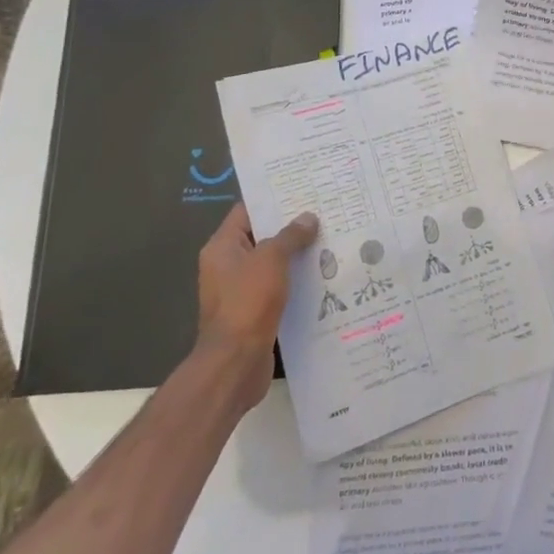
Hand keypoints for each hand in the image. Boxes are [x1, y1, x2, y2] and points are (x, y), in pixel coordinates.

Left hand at [195, 202, 318, 408]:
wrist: (235, 363)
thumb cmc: (247, 302)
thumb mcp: (270, 260)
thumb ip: (289, 236)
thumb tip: (307, 218)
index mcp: (222, 248)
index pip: (247, 212)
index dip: (273, 200)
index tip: (302, 190)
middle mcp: (228, 266)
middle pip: (262, 237)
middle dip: (291, 227)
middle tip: (324, 212)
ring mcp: (241, 291)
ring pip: (273, 264)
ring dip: (298, 255)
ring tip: (331, 239)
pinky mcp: (255, 312)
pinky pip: (279, 287)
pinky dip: (297, 280)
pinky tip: (324, 274)